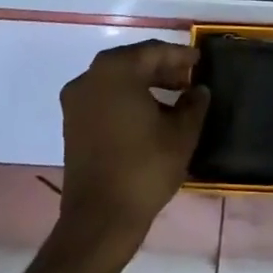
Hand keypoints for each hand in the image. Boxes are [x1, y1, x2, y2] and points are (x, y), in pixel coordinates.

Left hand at [59, 40, 210, 252]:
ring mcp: (76, 101)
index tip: (199, 61)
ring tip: (174, 96)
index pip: (154, 52)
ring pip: (117, 80)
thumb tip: (198, 90)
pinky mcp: (72, 124)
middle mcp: (90, 77)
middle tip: (188, 78)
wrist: (100, 220)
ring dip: (144, 83)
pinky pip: (104, 97)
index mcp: (116, 71)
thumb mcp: (182, 133)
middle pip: (133, 62)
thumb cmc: (144, 168)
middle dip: (162, 68)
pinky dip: (127, 98)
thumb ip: (194, 103)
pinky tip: (149, 113)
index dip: (180, 56)